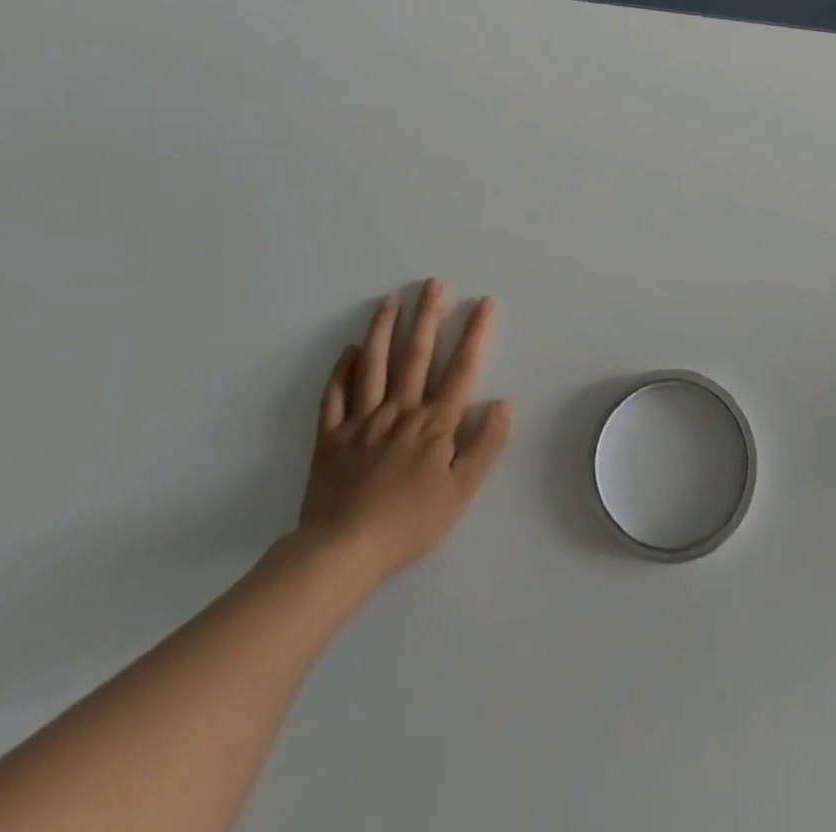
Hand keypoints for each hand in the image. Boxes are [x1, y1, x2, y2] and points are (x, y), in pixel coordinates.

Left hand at [296, 281, 511, 594]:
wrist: (342, 551)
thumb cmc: (409, 522)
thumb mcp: (462, 491)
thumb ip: (485, 445)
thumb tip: (504, 403)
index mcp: (434, 424)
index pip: (460, 370)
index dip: (475, 334)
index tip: (484, 303)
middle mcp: (399, 411)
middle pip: (416, 356)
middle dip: (427, 317)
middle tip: (433, 284)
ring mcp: (362, 422)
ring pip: (374, 366)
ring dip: (383, 330)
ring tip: (391, 301)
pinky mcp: (331, 438)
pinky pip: (335, 396)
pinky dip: (342, 371)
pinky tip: (350, 350)